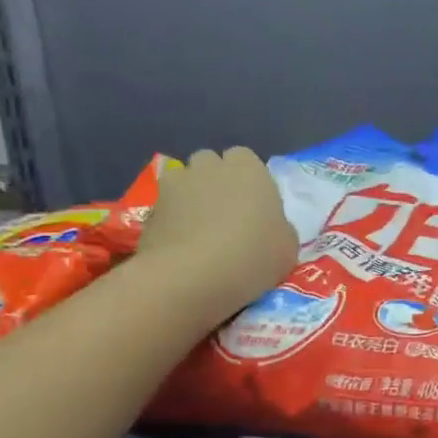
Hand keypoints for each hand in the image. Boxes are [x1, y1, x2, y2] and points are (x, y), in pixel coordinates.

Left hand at [137, 147, 296, 322]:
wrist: (192, 276)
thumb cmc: (252, 256)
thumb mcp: (287, 247)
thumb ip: (278, 227)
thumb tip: (268, 228)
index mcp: (248, 168)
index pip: (246, 160)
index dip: (249, 184)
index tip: (255, 210)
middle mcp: (209, 165)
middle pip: (211, 165)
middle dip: (216, 184)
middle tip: (227, 219)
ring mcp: (175, 184)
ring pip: (184, 184)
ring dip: (191, 200)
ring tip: (199, 233)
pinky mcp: (149, 209)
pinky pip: (166, 210)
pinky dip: (172, 223)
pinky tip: (180, 249)